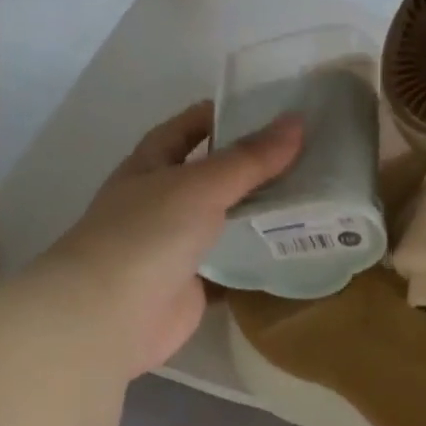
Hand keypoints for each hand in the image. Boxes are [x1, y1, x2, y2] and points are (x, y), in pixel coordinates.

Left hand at [30, 101, 301, 378]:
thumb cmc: (147, 234)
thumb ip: (249, 159)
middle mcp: (161, 204)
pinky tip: (294, 249)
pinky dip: (257, 260)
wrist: (113, 314)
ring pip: (225, 223)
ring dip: (259, 214)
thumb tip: (297, 123)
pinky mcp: (194, 286)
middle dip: (252, 168)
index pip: (185, 131)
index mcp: (150, 168)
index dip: (219, 116)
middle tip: (306, 156)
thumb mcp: (200, 185)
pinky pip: (232, 267)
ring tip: (312, 199)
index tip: (267, 110)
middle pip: (212, 178)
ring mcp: (177, 247)